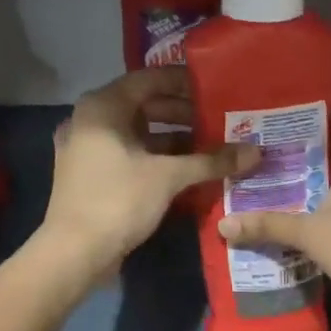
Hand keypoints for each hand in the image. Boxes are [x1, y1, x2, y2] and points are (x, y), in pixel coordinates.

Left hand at [40, 68, 255, 280]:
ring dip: (171, 139)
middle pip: (142, 106)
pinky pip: (128, 155)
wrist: (75, 252)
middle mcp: (89, 120)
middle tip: (217, 120)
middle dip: (181, 113)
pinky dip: (155, 158)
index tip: (214, 89)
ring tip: (208, 146)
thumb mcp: (169, 176)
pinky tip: (184, 170)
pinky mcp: (90, 175)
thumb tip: (255, 151)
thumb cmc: (119, 200)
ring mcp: (87, 149)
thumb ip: (211, 160)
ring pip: (136, 134)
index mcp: (102, 107)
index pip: (149, 79)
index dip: (183, 82)